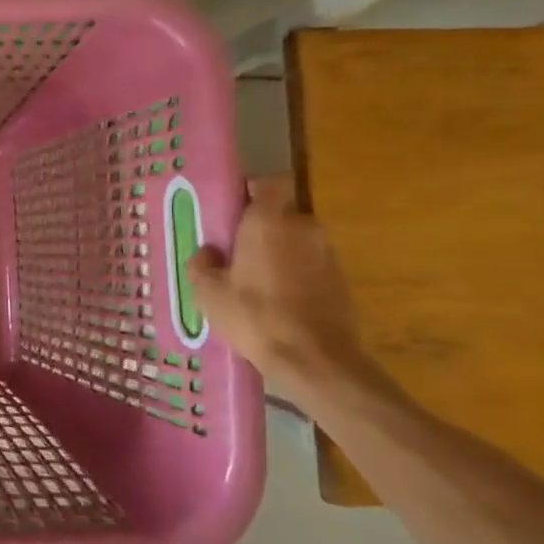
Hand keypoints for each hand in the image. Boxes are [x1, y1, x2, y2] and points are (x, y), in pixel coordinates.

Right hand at [189, 174, 369, 399]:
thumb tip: (209, 252)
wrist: (315, 359)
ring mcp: (327, 253)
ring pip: (296, 241)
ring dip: (279, 253)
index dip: (250, 193)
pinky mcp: (341, 279)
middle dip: (261, 228)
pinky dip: (296, 275)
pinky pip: (310, 265)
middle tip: (236, 253)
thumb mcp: (208, 292)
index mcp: (269, 220)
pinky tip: (278, 302)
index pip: (266, 184)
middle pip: (280, 215)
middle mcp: (303, 227)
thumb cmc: (254, 316)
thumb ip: (202, 264)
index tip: (232, 211)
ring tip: (256, 282)